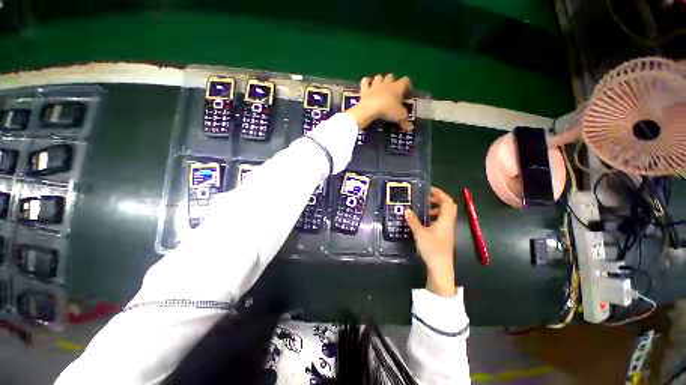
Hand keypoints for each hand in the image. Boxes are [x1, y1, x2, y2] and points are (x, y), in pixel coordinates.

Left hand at [345, 74, 412, 130]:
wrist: (370, 109)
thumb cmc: (388, 110)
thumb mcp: (399, 117)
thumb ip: (405, 122)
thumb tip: (410, 128)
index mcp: (398, 87)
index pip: (406, 81)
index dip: (407, 85)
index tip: (407, 93)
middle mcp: (387, 83)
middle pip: (391, 76)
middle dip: (392, 82)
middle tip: (392, 93)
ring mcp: (375, 85)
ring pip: (379, 77)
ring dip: (380, 81)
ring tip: (380, 89)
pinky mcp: (364, 89)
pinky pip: (365, 81)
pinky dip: (366, 82)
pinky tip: (367, 87)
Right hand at [405, 187, 457, 297]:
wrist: (440, 267)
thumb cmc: (432, 249)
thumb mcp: (420, 233)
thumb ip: (413, 221)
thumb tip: (407, 210)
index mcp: (445, 220)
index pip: (447, 201)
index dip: (439, 193)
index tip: (428, 190)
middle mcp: (448, 223)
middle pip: (448, 206)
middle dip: (437, 199)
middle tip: (425, 198)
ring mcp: (447, 229)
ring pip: (444, 214)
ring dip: (435, 208)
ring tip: (422, 210)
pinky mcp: (444, 235)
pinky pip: (441, 221)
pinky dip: (434, 217)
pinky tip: (423, 221)